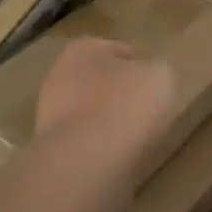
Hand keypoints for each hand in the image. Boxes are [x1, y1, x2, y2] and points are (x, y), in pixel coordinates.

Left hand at [35, 37, 176, 193]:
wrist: (85, 163)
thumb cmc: (125, 105)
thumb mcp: (161, 76)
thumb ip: (156, 71)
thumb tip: (150, 78)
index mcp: (84, 49)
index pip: (117, 49)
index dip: (139, 63)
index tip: (154, 79)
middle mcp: (60, 76)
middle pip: (99, 80)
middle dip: (119, 92)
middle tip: (146, 106)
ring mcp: (50, 115)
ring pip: (90, 112)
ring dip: (109, 121)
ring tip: (137, 135)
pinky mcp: (51, 150)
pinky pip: (85, 142)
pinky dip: (101, 147)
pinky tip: (121, 155)